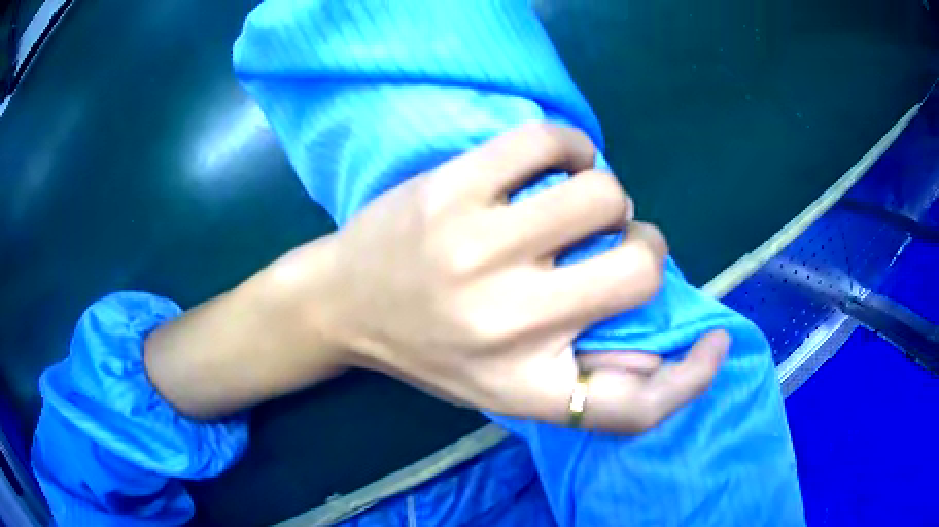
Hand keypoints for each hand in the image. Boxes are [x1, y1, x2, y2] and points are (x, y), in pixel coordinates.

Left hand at [310, 123, 728, 433]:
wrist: (340, 304)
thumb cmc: (426, 350)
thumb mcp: (502, 387)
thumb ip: (583, 373)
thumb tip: (662, 337)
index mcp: (524, 387)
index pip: (637, 407)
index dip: (693, 379)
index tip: (714, 345)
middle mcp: (508, 326)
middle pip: (640, 274)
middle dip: (647, 250)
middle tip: (615, 244)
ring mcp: (478, 249)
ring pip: (605, 196)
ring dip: (611, 198)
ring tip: (580, 205)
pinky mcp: (453, 188)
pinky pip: (549, 141)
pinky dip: (573, 147)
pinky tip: (558, 163)